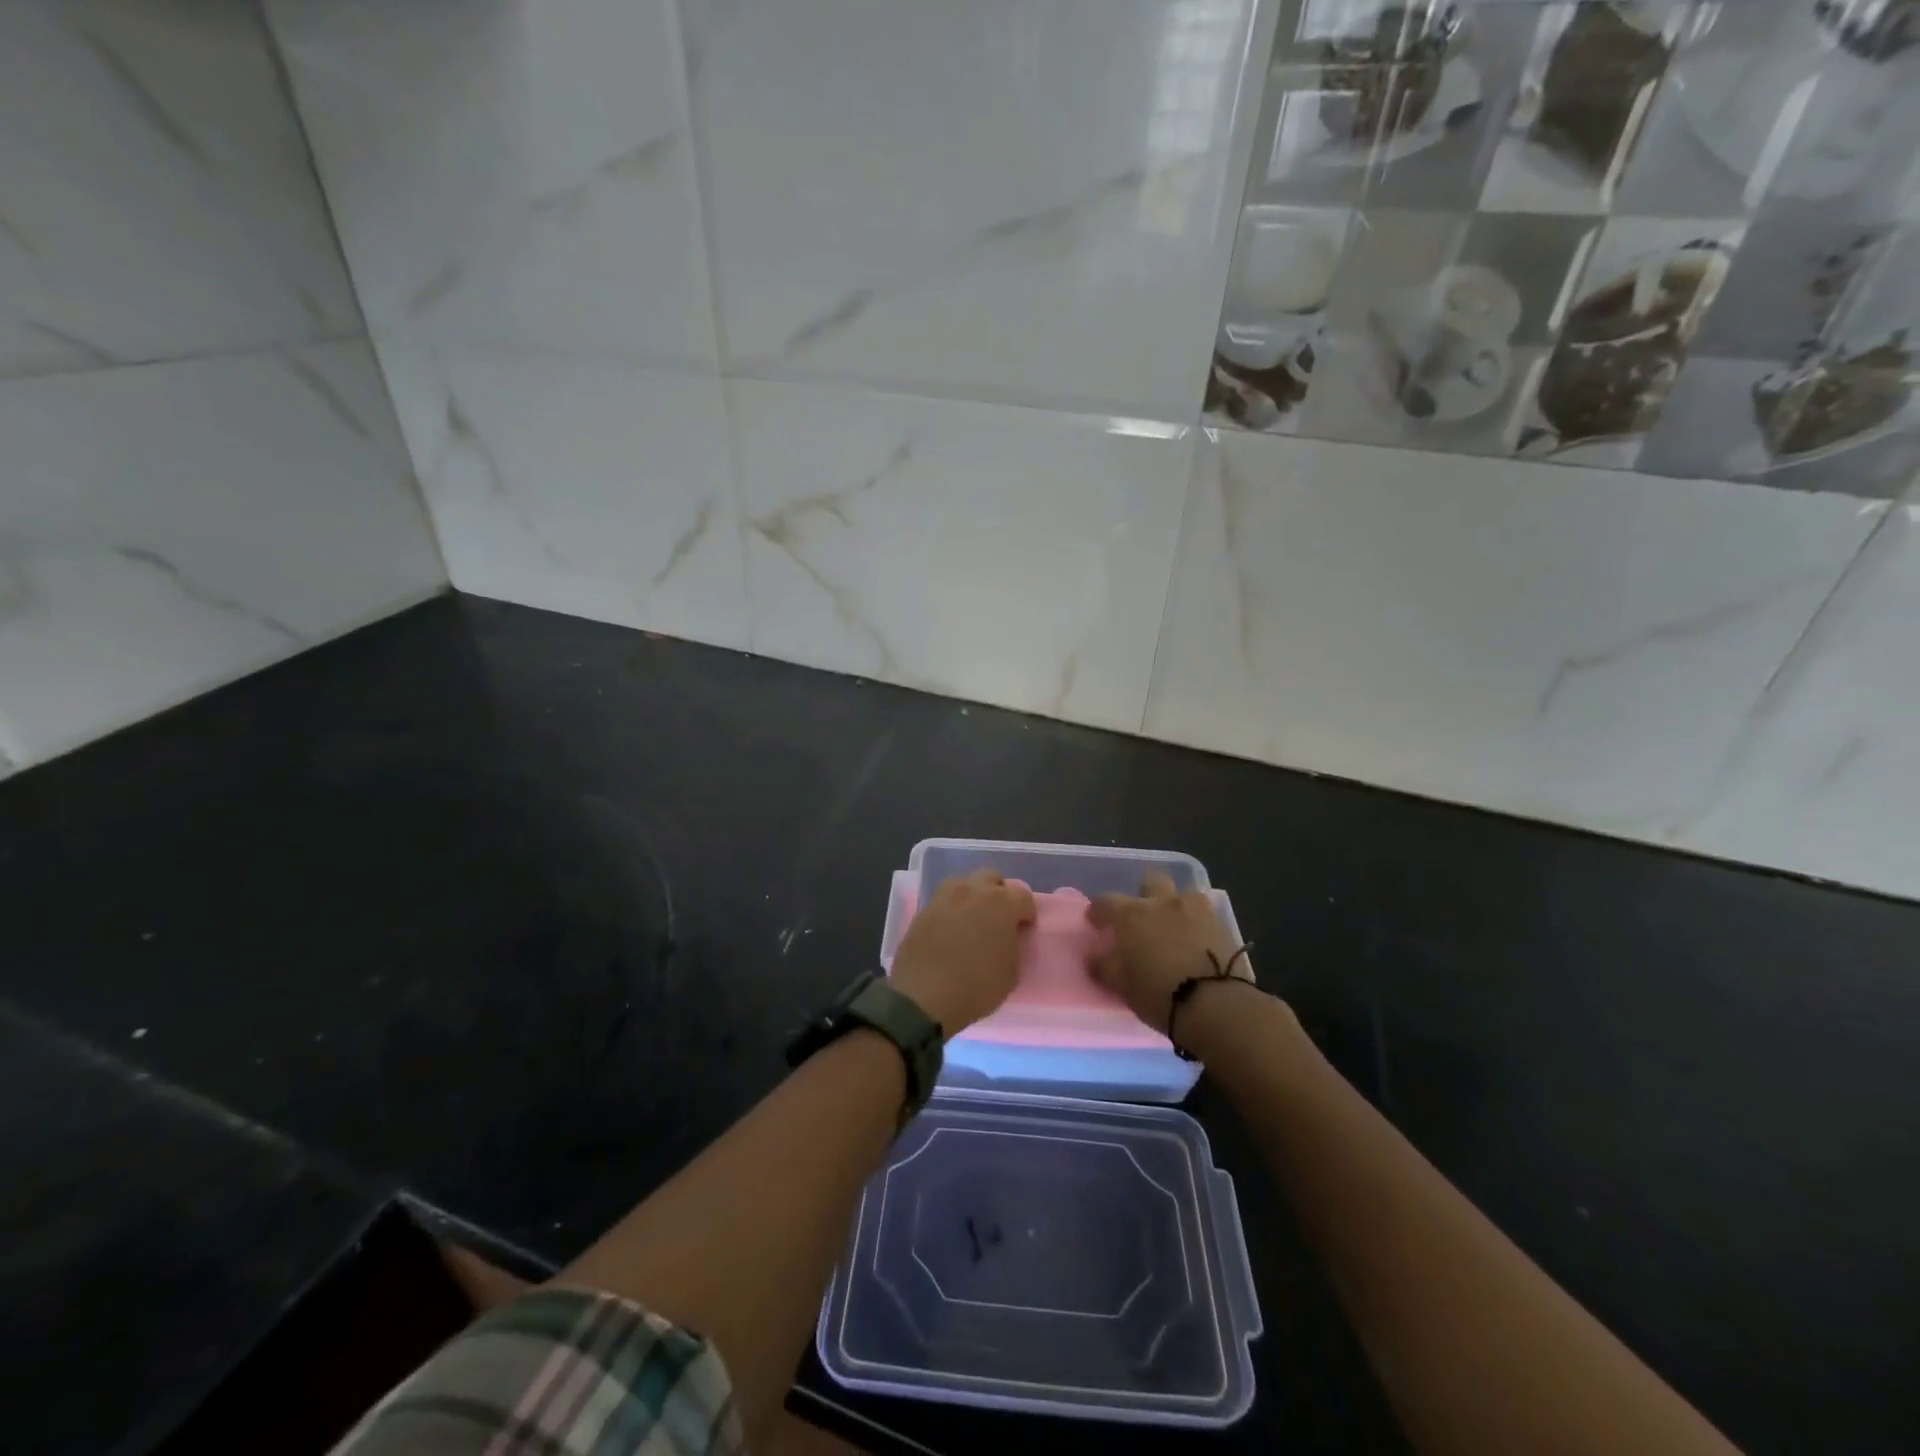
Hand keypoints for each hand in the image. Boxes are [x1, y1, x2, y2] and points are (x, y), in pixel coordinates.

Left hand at [891, 869, 1036, 1036]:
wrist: (923, 997)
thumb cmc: (976, 987)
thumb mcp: (1011, 973)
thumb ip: (1012, 945)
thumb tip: (1005, 938)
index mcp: (1001, 902)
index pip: (1023, 895)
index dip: (1026, 913)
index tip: (1023, 929)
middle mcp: (973, 890)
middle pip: (992, 878)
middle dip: (999, 893)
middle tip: (999, 918)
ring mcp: (945, 896)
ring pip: (965, 883)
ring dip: (973, 896)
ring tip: (973, 920)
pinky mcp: (924, 909)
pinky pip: (944, 900)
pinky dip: (952, 909)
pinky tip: (951, 930)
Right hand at [1089, 871, 1249, 1034]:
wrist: (1217, 1006)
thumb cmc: (1160, 995)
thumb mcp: (1123, 987)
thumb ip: (1106, 967)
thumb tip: (1096, 958)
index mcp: (1132, 915)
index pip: (1106, 901)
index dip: (1098, 911)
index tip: (1096, 923)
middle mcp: (1163, 903)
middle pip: (1151, 879)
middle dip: (1144, 892)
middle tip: (1142, 917)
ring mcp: (1196, 910)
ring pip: (1183, 894)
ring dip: (1175, 906)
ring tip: (1174, 929)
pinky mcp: (1222, 925)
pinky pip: (1205, 915)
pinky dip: (1197, 924)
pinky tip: (1196, 943)